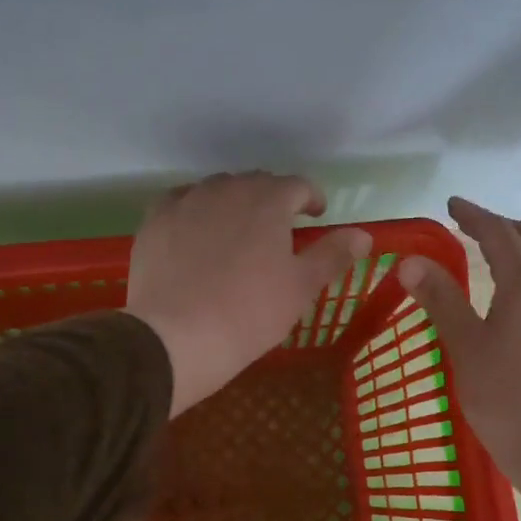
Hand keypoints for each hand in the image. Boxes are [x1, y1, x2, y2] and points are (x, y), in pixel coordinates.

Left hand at [127, 172, 372, 416]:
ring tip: (237, 231)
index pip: (298, 185)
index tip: (316, 215)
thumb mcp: (301, 287)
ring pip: (218, 190)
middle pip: (257, 183)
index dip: (312, 198)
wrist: (175, 336)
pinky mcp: (156, 219)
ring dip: (235, 203)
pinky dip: (196, 211)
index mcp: (269, 200)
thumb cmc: (249, 313)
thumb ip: (333, 254)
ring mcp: (187, 200)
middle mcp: (227, 188)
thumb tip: (364, 235)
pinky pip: (183, 202)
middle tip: (279, 229)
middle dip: (273, 200)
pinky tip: (197, 234)